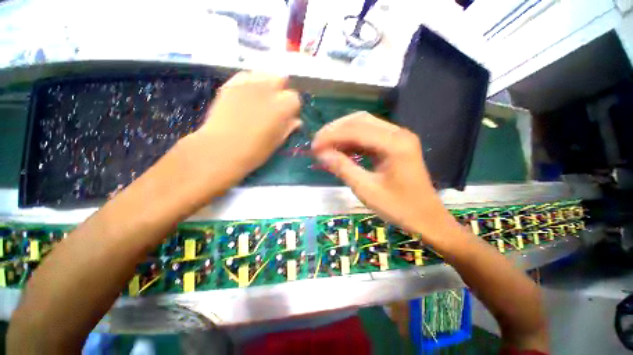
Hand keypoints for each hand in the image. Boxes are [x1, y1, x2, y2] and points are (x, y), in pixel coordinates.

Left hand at [196, 71, 300, 179]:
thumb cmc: (253, 152)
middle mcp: (266, 90)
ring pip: (264, 73)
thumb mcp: (276, 142)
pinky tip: (248, 94)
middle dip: (281, 91)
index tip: (288, 117)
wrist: (219, 150)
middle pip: (280, 79)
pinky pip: (246, 75)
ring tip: (262, 98)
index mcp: (281, 107)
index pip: (295, 98)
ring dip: (267, 83)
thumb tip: (297, 121)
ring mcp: (246, 84)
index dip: (293, 108)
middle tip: (276, 105)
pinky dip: (251, 82)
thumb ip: (288, 128)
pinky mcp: (230, 85)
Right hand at [312, 112, 461, 246]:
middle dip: (335, 129)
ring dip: (343, 133)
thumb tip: (321, 154)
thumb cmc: (399, 208)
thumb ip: (343, 168)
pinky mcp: (395, 145)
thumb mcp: (366, 190)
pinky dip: (352, 141)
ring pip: (364, 125)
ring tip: (325, 146)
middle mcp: (398, 133)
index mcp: (395, 144)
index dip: (331, 136)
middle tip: (318, 143)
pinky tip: (341, 149)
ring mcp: (398, 138)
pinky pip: (369, 136)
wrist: (426, 218)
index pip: (356, 130)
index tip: (314, 146)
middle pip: (360, 120)